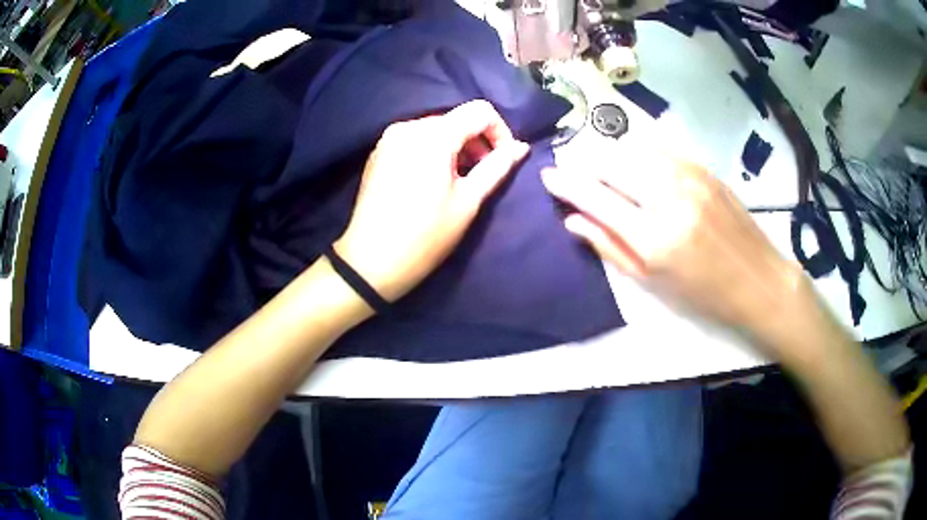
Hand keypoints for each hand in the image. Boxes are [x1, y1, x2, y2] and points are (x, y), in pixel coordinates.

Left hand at [336, 100, 529, 302]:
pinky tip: (432, 181)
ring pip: (436, 129)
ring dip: (455, 148)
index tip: (503, 159)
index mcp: (433, 135)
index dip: (500, 131)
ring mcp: (389, 138)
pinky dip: (432, 152)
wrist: (371, 261)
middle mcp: (408, 126)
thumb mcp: (468, 201)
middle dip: (476, 142)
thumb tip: (520, 148)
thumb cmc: (426, 235)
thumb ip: (497, 167)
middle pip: (456, 119)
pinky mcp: (378, 152)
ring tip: (458, 181)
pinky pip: (415, 140)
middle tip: (481, 175)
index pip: (479, 111)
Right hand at [541, 156, 809, 348]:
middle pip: (611, 164)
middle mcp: (669, 198)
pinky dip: (637, 149)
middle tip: (573, 171)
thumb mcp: (653, 283)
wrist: (758, 280)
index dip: (566, 184)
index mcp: (654, 238)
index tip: (548, 176)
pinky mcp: (703, 167)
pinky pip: (660, 146)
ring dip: (609, 154)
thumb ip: (610, 248)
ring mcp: (689, 176)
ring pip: (633, 148)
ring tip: (601, 166)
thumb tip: (573, 221)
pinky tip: (633, 159)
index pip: (596, 198)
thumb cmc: (704, 294)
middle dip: (584, 163)